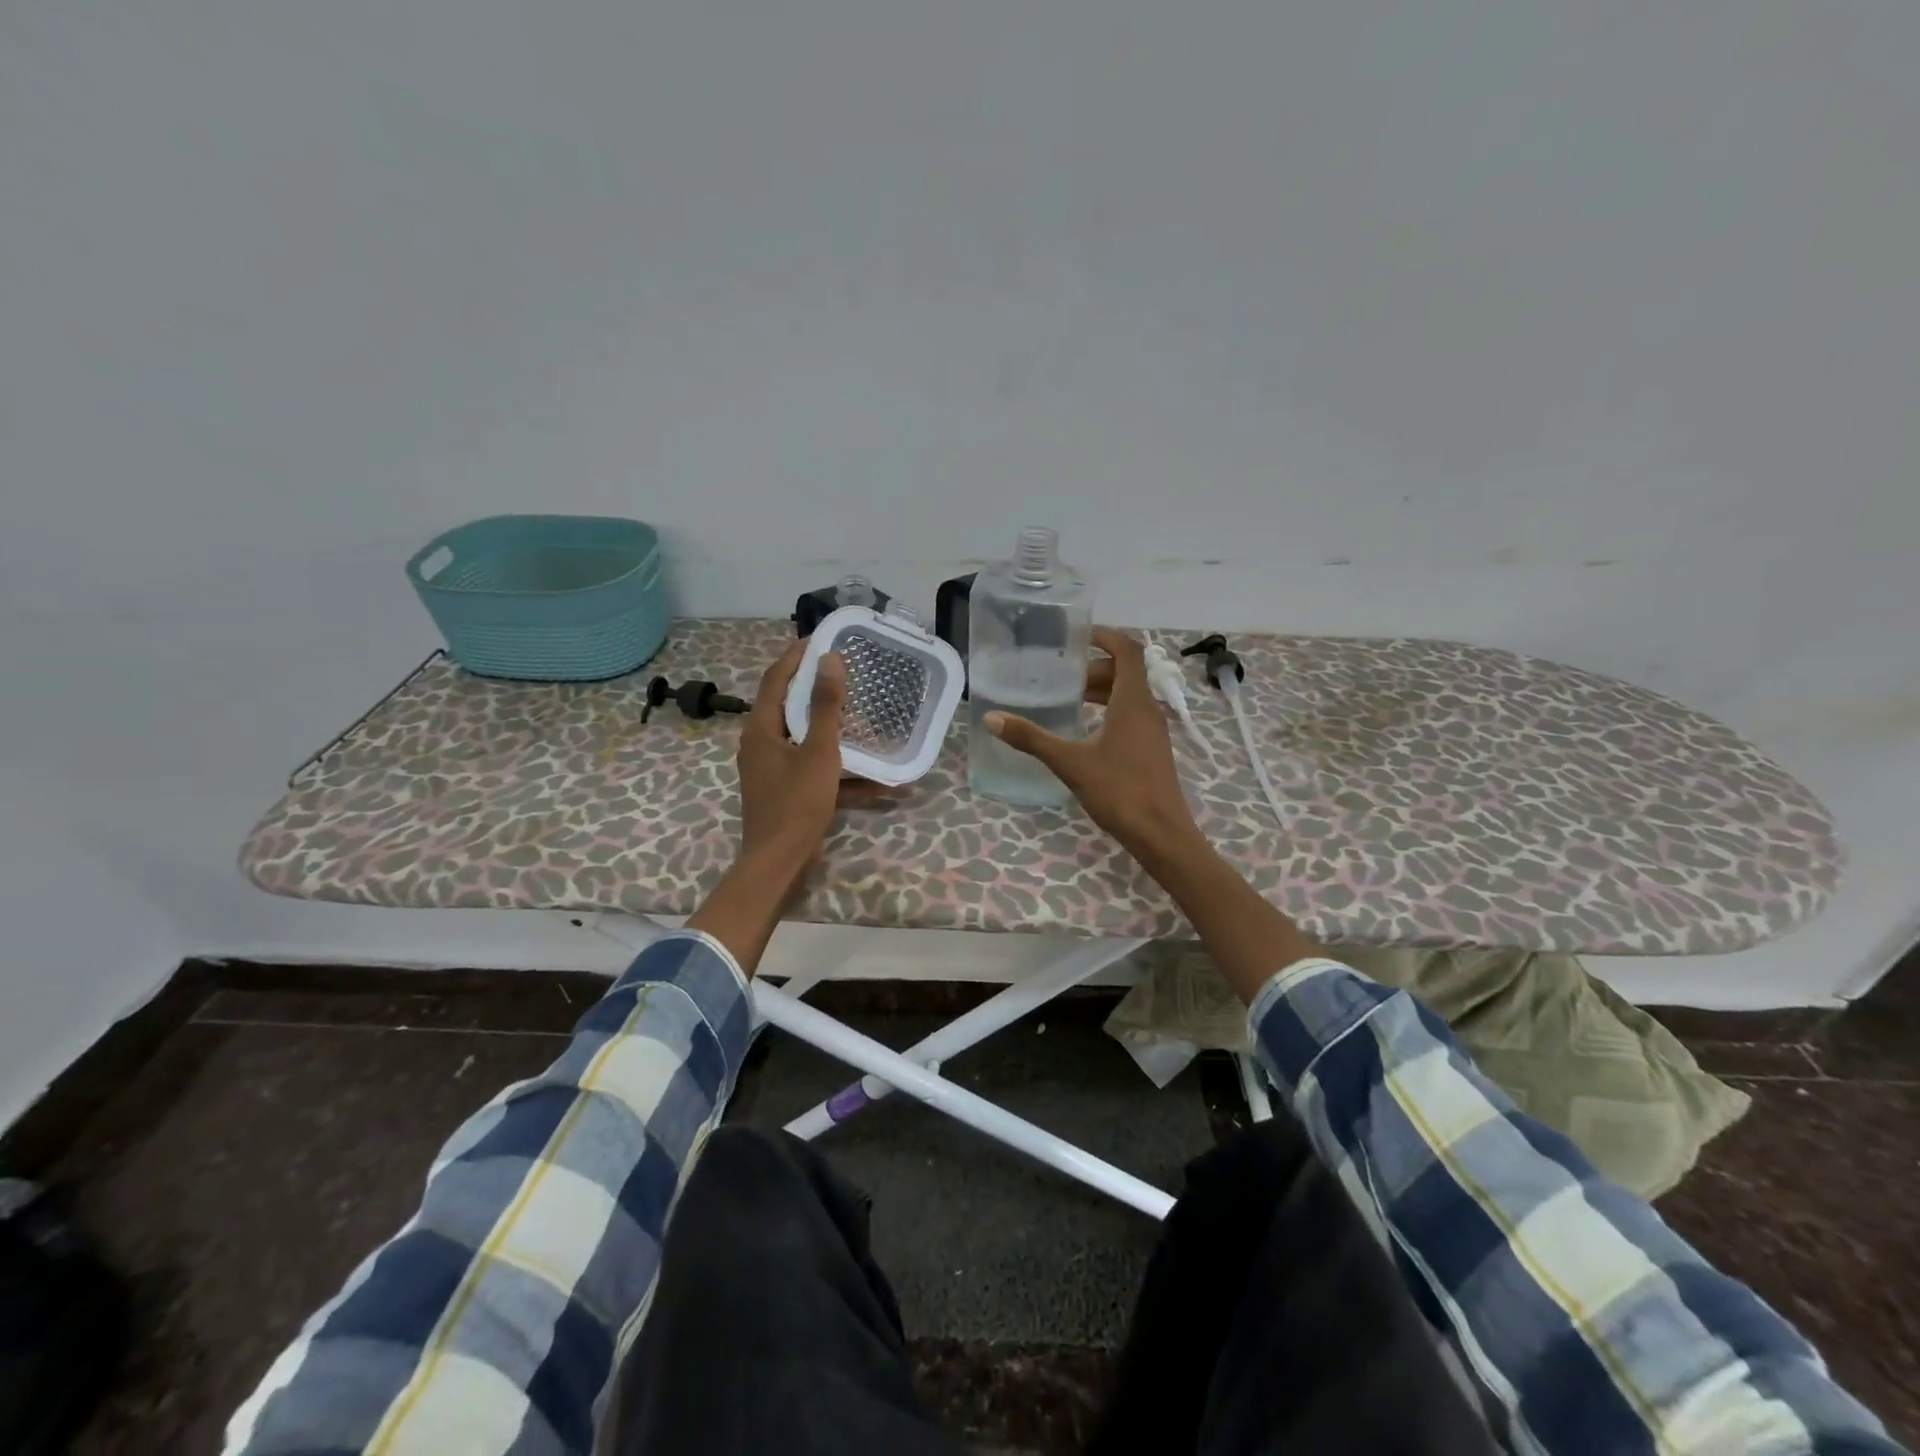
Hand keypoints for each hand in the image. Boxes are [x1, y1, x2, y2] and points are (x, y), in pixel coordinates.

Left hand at [737, 638, 891, 872]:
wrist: (778, 863)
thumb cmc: (797, 803)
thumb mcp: (819, 752)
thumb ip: (826, 707)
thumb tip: (829, 660)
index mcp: (761, 729)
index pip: (775, 679)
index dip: (795, 657)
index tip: (819, 638)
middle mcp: (761, 744)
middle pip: (787, 706)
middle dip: (814, 688)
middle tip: (842, 670)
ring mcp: (771, 770)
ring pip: (803, 738)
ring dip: (830, 727)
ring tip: (859, 713)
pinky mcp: (784, 791)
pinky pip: (811, 768)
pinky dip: (838, 769)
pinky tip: (874, 779)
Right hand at [984, 627, 1199, 857]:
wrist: (1161, 834)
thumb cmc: (1119, 791)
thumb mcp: (1070, 762)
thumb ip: (1031, 738)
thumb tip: (992, 718)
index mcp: (1133, 702)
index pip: (1128, 651)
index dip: (1105, 637)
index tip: (1077, 637)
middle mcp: (1148, 710)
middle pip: (1126, 673)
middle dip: (1095, 668)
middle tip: (1062, 676)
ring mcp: (1153, 731)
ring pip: (1129, 696)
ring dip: (1102, 691)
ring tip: (1069, 700)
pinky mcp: (1152, 750)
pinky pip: (1131, 716)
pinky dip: (1109, 711)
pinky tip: (1086, 732)